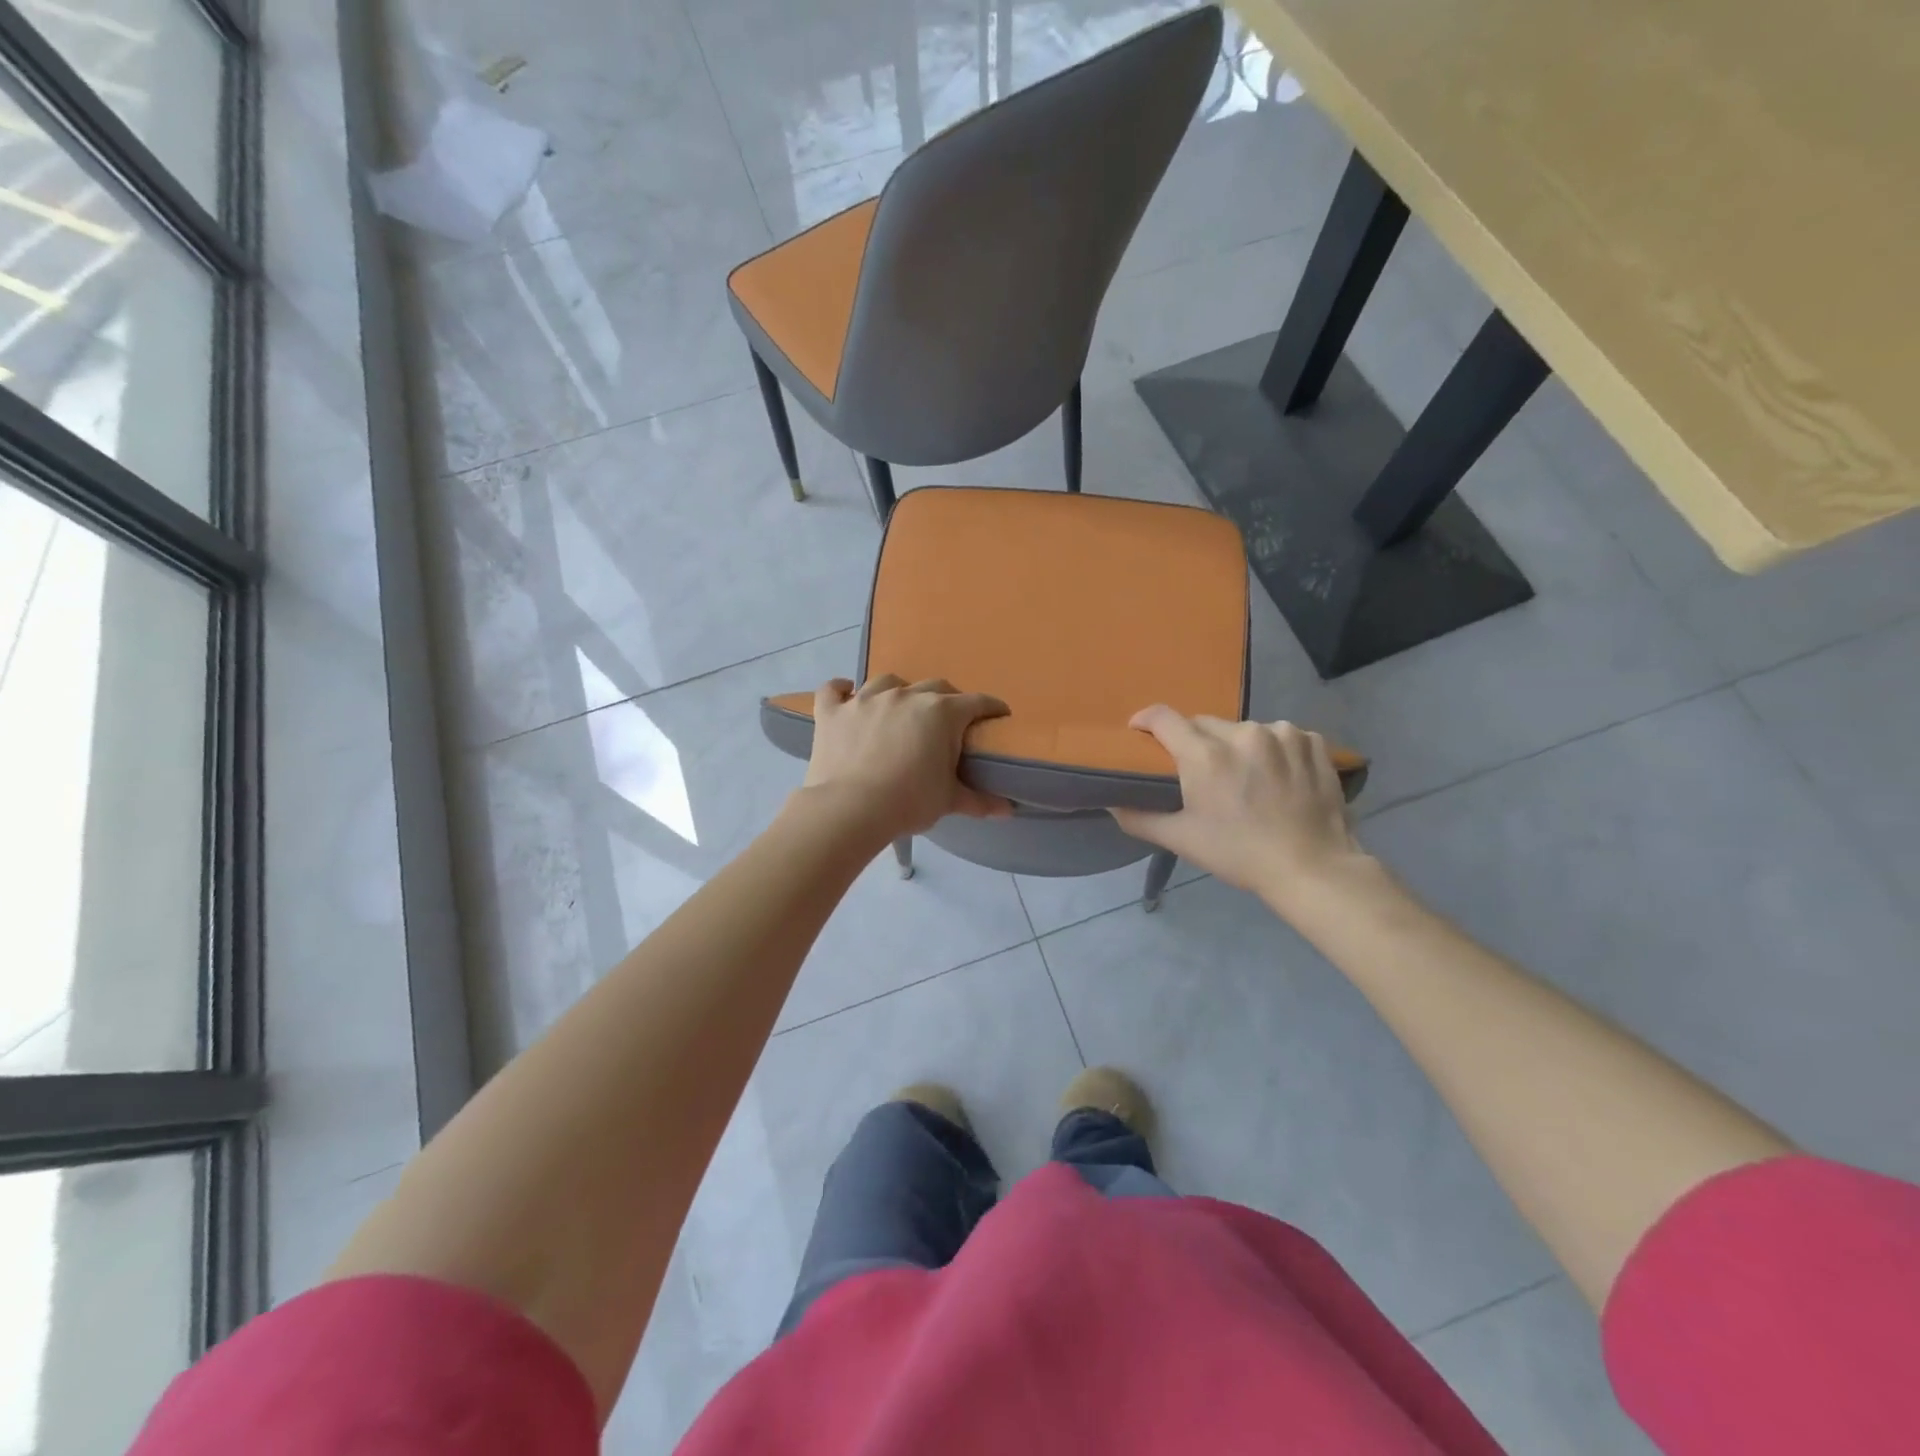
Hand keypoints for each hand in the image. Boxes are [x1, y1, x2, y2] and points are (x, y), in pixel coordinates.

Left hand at [801, 675, 1011, 837]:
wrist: (850, 809)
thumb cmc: (909, 802)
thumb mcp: (949, 801)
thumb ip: (979, 800)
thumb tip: (1008, 809)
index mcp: (941, 713)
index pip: (976, 703)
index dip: (991, 708)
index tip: (998, 715)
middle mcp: (905, 696)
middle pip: (935, 687)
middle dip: (947, 699)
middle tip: (949, 721)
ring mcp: (865, 699)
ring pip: (888, 681)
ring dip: (899, 691)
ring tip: (900, 707)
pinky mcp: (832, 712)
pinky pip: (833, 689)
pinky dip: (841, 690)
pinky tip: (845, 692)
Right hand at [1111, 705, 1371, 914]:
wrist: (1312, 868)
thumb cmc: (1239, 854)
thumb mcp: (1182, 840)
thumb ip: (1139, 818)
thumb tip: (1111, 804)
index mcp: (1206, 755)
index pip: (1164, 717)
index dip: (1146, 720)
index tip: (1140, 732)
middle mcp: (1243, 734)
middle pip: (1204, 723)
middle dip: (1195, 741)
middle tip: (1198, 770)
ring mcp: (1283, 734)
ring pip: (1244, 729)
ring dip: (1237, 746)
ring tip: (1244, 776)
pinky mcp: (1312, 741)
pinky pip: (1281, 736)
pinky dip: (1274, 749)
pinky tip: (1278, 775)